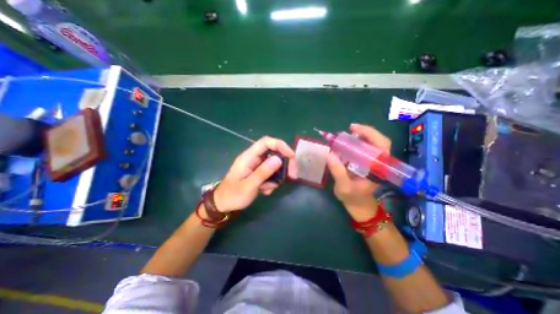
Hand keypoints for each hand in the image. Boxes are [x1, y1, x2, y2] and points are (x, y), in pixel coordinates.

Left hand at [213, 137, 297, 211]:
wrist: (223, 205)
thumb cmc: (232, 195)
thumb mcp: (248, 186)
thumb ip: (263, 172)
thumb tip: (279, 159)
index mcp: (248, 157)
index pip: (266, 142)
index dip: (280, 145)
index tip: (292, 156)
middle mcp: (254, 158)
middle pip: (274, 153)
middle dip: (285, 163)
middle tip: (292, 175)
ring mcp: (257, 166)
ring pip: (274, 165)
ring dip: (277, 176)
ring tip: (268, 189)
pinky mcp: (259, 173)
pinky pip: (271, 173)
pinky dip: (272, 182)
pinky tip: (264, 191)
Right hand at [327, 124, 389, 218]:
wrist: (359, 205)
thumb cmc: (353, 198)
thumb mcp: (344, 186)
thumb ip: (338, 171)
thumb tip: (329, 154)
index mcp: (378, 168)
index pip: (381, 146)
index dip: (370, 133)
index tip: (353, 128)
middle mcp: (379, 163)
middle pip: (379, 141)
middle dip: (365, 132)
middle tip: (350, 128)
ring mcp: (374, 162)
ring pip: (373, 144)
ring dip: (361, 136)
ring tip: (347, 135)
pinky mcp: (368, 163)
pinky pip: (365, 149)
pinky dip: (357, 143)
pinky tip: (347, 143)